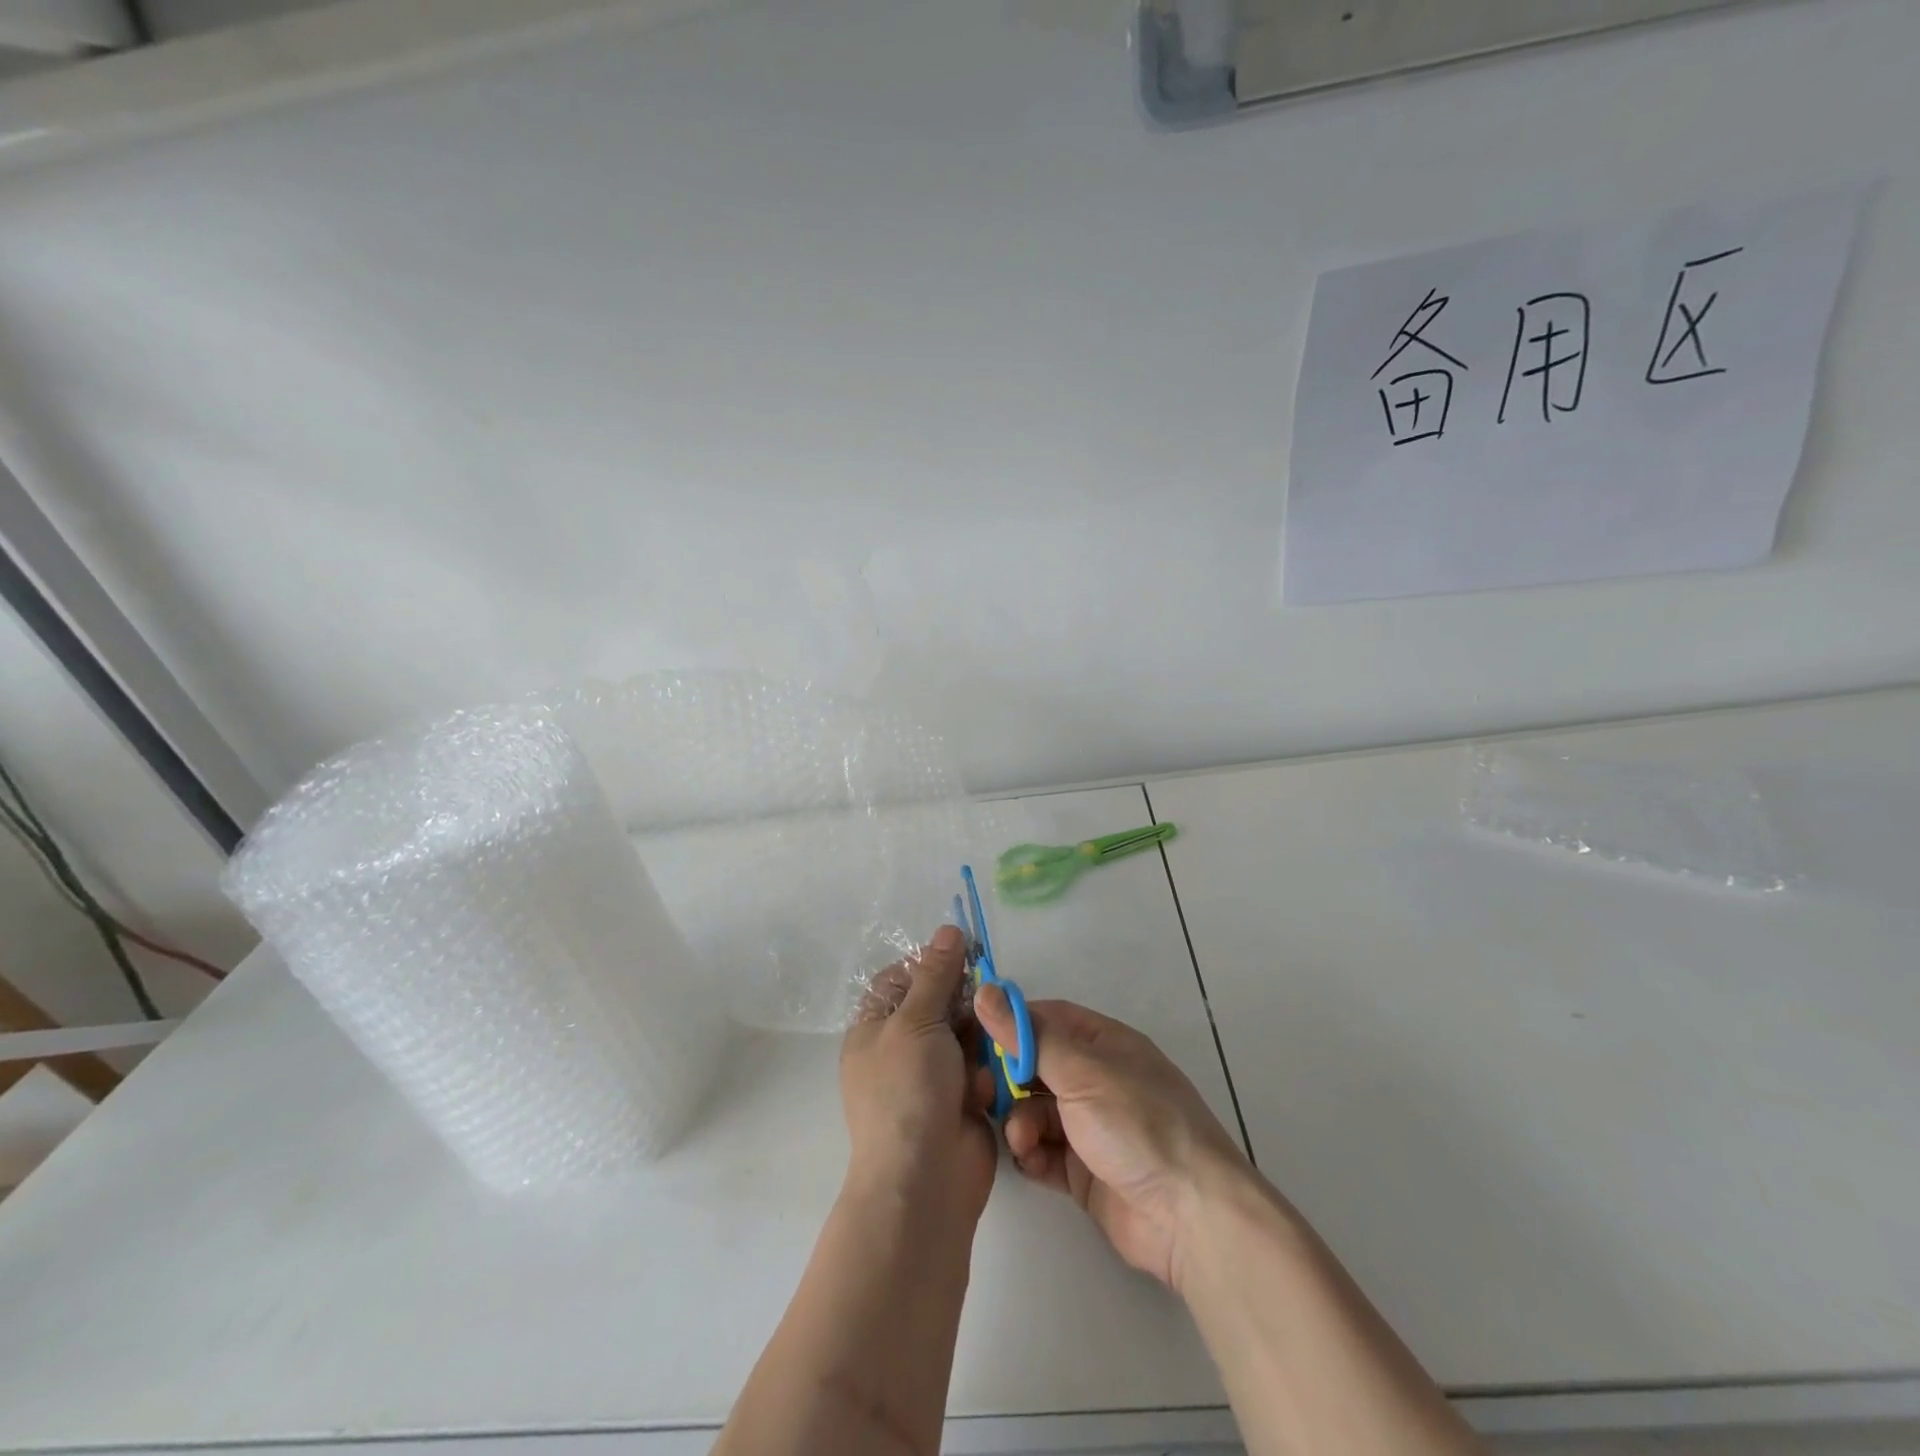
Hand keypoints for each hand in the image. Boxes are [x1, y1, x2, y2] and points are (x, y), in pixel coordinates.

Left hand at [840, 924, 998, 1222]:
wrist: (925, 1181)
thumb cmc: (907, 1090)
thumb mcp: (916, 1021)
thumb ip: (937, 974)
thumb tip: (949, 929)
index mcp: (875, 1028)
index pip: (901, 979)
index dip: (930, 964)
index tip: (964, 953)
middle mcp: (901, 1049)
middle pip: (939, 1004)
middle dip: (964, 1004)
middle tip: (986, 1001)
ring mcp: (932, 1077)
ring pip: (965, 1035)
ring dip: (977, 1041)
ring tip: (982, 1053)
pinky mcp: (962, 1101)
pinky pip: (980, 1069)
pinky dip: (984, 1075)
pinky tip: (983, 1089)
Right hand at [976, 989, 1252, 1289]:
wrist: (1188, 1216)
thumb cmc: (1137, 1125)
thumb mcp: (1081, 1072)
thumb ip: (1029, 1037)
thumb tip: (986, 992)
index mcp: (1105, 1044)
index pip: (1048, 1019)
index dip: (1012, 1023)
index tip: (972, 1033)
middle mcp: (1097, 1080)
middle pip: (1037, 1067)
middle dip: (1009, 1079)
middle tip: (981, 1092)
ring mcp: (1091, 1127)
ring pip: (1036, 1111)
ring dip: (1021, 1121)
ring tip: (1022, 1139)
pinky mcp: (1084, 1172)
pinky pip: (1044, 1152)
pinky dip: (1033, 1154)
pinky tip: (1030, 1160)